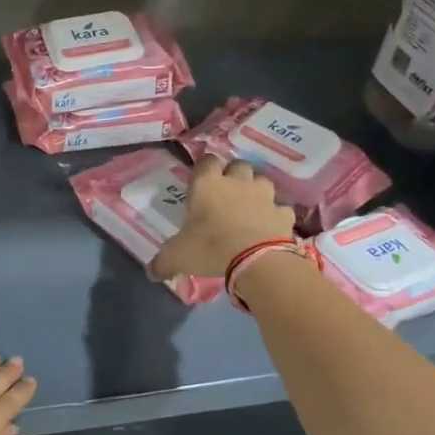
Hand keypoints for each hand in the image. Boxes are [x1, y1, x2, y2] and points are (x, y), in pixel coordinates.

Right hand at [150, 156, 293, 281]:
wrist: (256, 260)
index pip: (206, 161)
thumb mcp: (177, 256)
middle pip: (238, 165)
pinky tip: (269, 227)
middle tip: (225, 194)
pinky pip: (280, 209)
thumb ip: (163, 262)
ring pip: (262, 182)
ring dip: (256, 191)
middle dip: (233, 175)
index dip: (203, 169)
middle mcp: (237, 182)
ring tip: (249, 208)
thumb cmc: (209, 248)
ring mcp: (264, 196)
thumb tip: (150, 273)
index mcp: (207, 185)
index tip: (200, 182)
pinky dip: (275, 216)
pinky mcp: (283, 214)